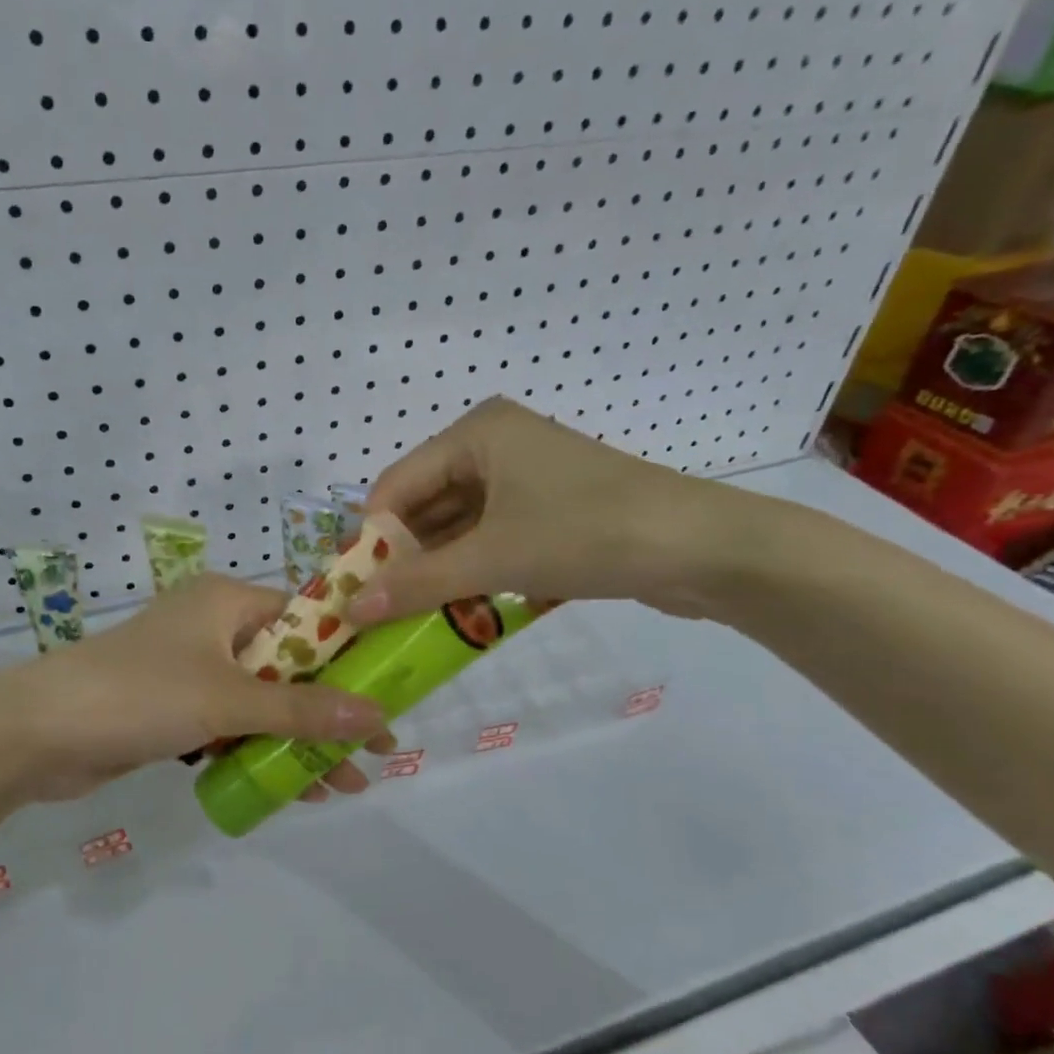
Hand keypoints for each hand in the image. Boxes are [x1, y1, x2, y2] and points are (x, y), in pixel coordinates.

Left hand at [0, 574, 391, 802]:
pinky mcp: (174, 710)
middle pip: (288, 666)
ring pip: (262, 702)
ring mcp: (192, 671)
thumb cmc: (139, 694)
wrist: (36, 734)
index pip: (306, 618)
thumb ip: (303, 710)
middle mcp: (212, 628)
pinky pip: (232, 726)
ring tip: (347, 784)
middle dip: (330, 711)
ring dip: (300, 740)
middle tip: (376, 750)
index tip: (388, 692)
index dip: (350, 656)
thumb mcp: (227, 699)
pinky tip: (296, 787)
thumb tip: (378, 718)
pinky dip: (260, 751)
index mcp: (226, 601)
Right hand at [351, 396, 762, 624]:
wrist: (704, 549)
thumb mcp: (494, 558)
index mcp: (476, 433)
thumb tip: (349, 608)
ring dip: (438, 572)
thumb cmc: (588, 533)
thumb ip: (417, 582)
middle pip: (426, 506)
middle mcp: (495, 446)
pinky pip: (491, 540)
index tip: (350, 591)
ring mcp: (525, 479)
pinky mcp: (549, 511)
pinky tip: (458, 612)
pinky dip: (473, 573)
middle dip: (404, 559)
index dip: (370, 538)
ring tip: (408, 620)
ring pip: (459, 528)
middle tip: (375, 612)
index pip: (396, 484)